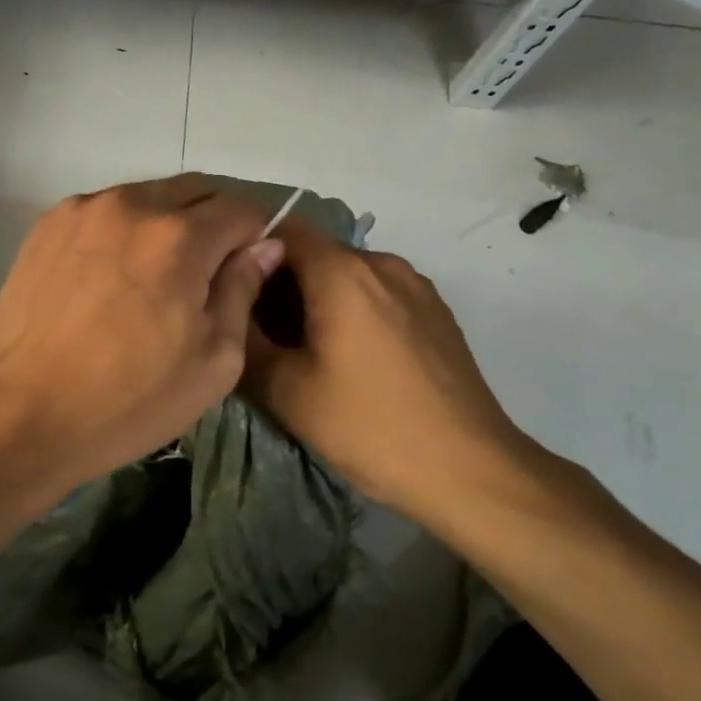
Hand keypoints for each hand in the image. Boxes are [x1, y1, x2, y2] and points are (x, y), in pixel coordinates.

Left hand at [0, 175, 284, 501]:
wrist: (18, 415)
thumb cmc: (127, 400)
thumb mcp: (213, 361)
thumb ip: (242, 290)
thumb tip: (264, 245)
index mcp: (180, 236)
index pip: (242, 207)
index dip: (257, 234)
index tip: (248, 268)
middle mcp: (132, 204)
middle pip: (195, 190)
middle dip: (214, 221)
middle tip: (208, 273)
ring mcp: (83, 209)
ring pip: (148, 197)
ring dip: (167, 223)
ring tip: (155, 278)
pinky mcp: (47, 224)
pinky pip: (106, 211)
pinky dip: (124, 231)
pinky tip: (111, 277)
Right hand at [243, 218, 537, 516]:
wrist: (470, 471)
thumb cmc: (369, 426)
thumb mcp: (287, 391)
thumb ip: (247, 342)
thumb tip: (230, 313)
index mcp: (342, 272)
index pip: (283, 230)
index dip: (251, 253)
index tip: (233, 291)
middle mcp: (381, 263)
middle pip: (316, 253)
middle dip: (282, 283)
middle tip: (261, 332)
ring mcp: (416, 286)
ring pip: (349, 275)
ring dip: (318, 299)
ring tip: (304, 349)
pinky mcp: (436, 312)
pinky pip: (379, 294)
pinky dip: (353, 310)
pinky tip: (351, 359)